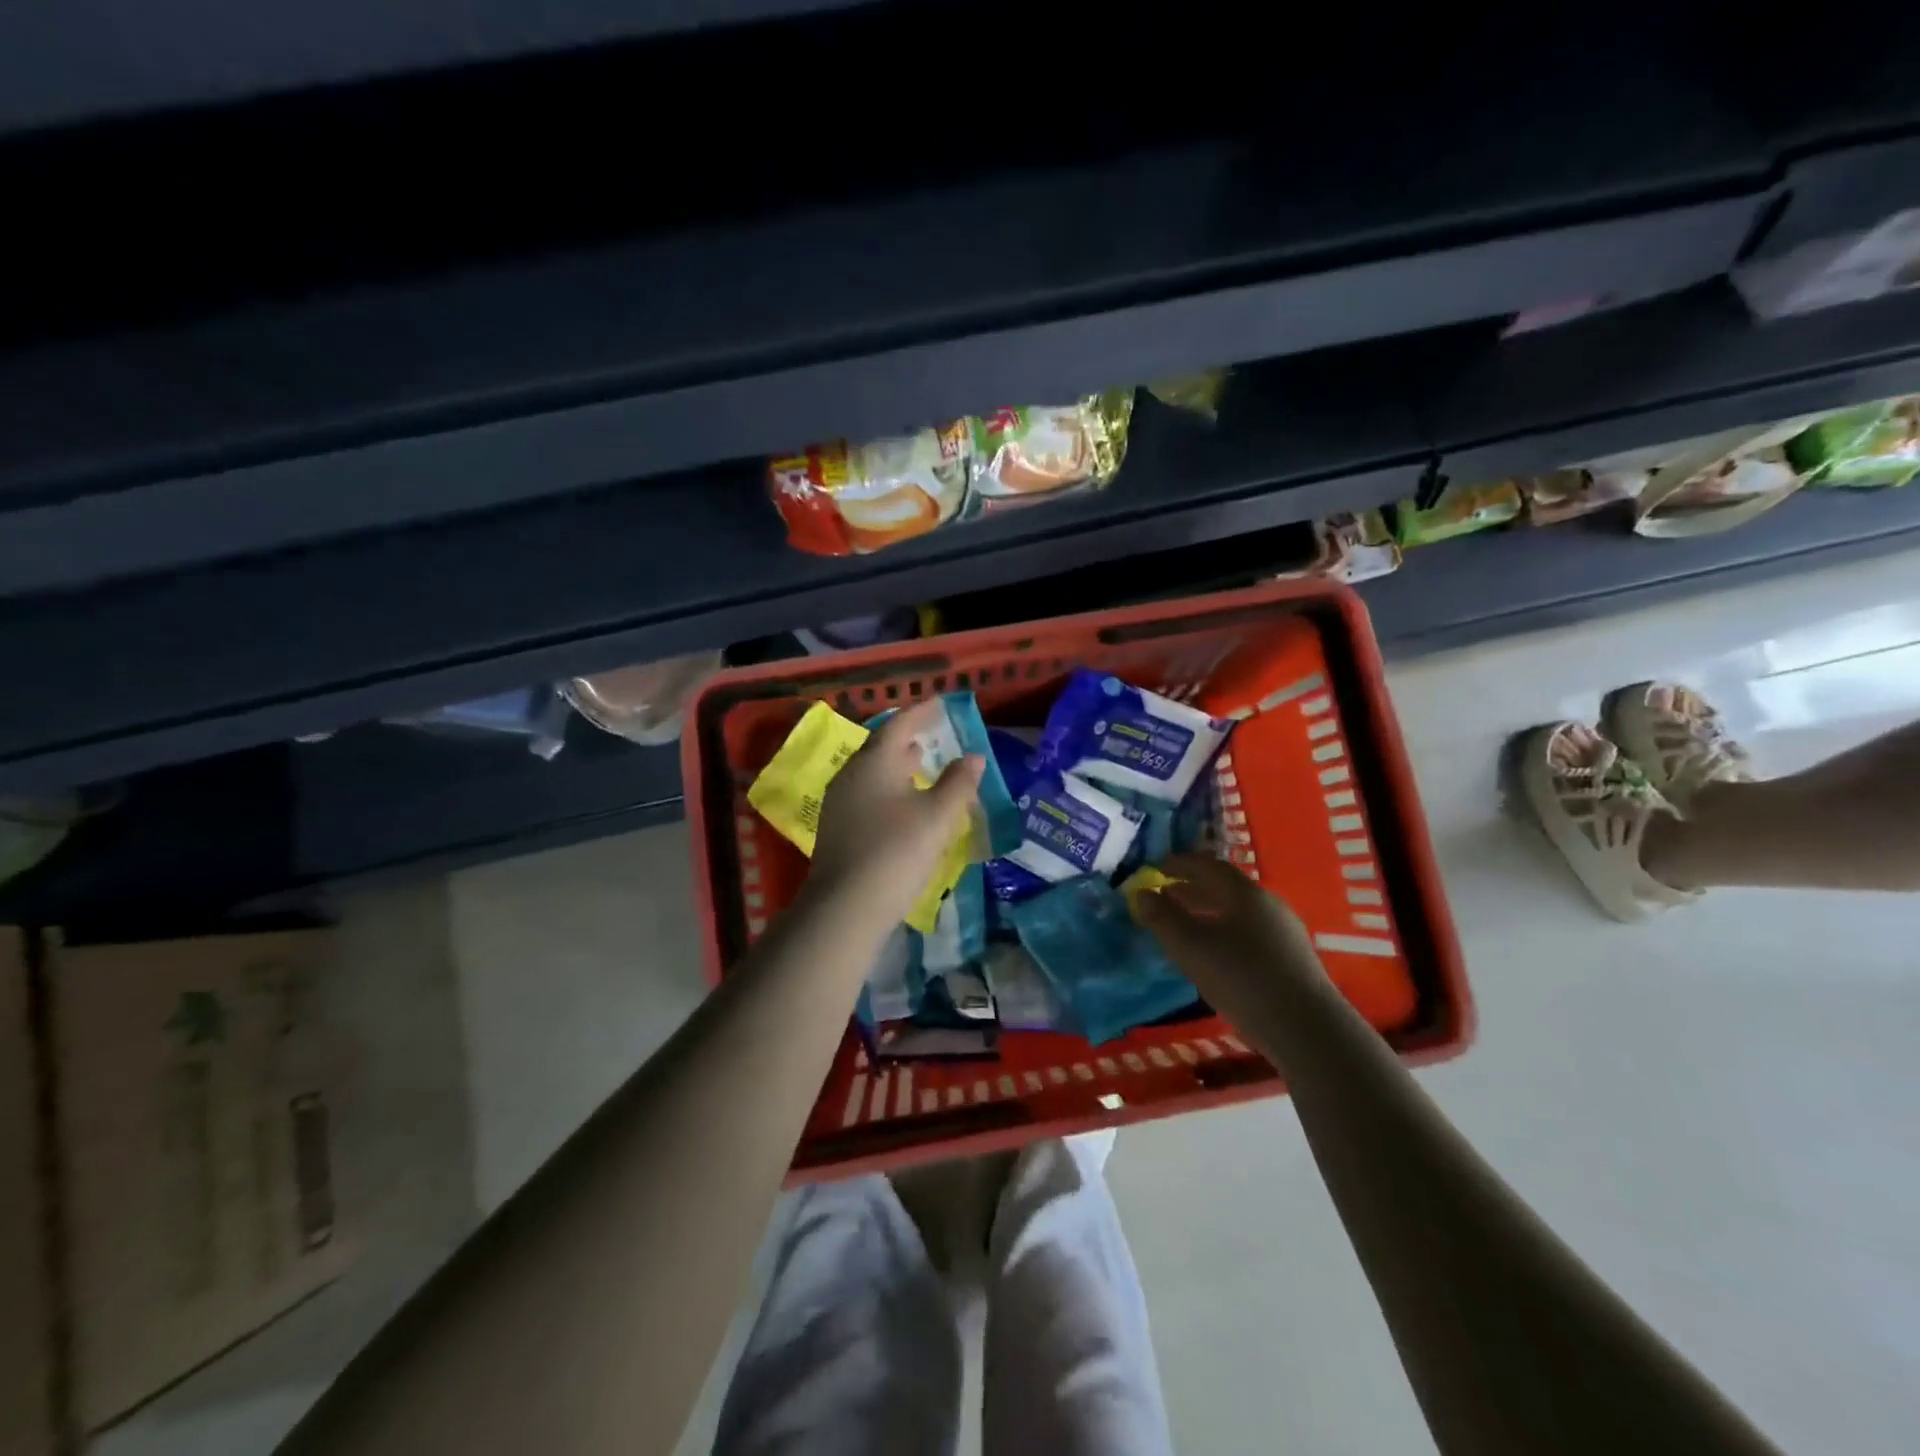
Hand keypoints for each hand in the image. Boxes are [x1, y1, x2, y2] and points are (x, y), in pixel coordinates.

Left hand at [809, 697, 984, 921]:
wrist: (845, 908)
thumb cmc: (896, 852)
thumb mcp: (937, 816)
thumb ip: (958, 783)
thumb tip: (974, 757)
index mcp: (873, 762)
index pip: (899, 725)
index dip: (922, 712)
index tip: (941, 703)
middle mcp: (851, 775)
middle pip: (881, 747)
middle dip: (907, 737)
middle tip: (931, 732)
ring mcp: (839, 803)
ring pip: (872, 772)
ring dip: (897, 764)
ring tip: (920, 762)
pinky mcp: (837, 829)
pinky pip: (866, 793)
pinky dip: (888, 787)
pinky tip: (902, 802)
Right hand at [1133, 853, 1321, 997]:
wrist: (1306, 1028)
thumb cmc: (1241, 977)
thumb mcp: (1190, 946)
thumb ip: (1162, 917)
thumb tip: (1142, 893)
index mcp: (1244, 892)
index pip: (1206, 865)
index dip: (1178, 864)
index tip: (1155, 869)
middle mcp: (1267, 904)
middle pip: (1223, 888)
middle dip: (1190, 890)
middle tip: (1163, 897)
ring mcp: (1283, 932)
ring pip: (1236, 912)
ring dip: (1206, 913)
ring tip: (1183, 927)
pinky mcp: (1291, 959)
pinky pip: (1248, 933)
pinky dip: (1223, 932)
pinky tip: (1213, 955)